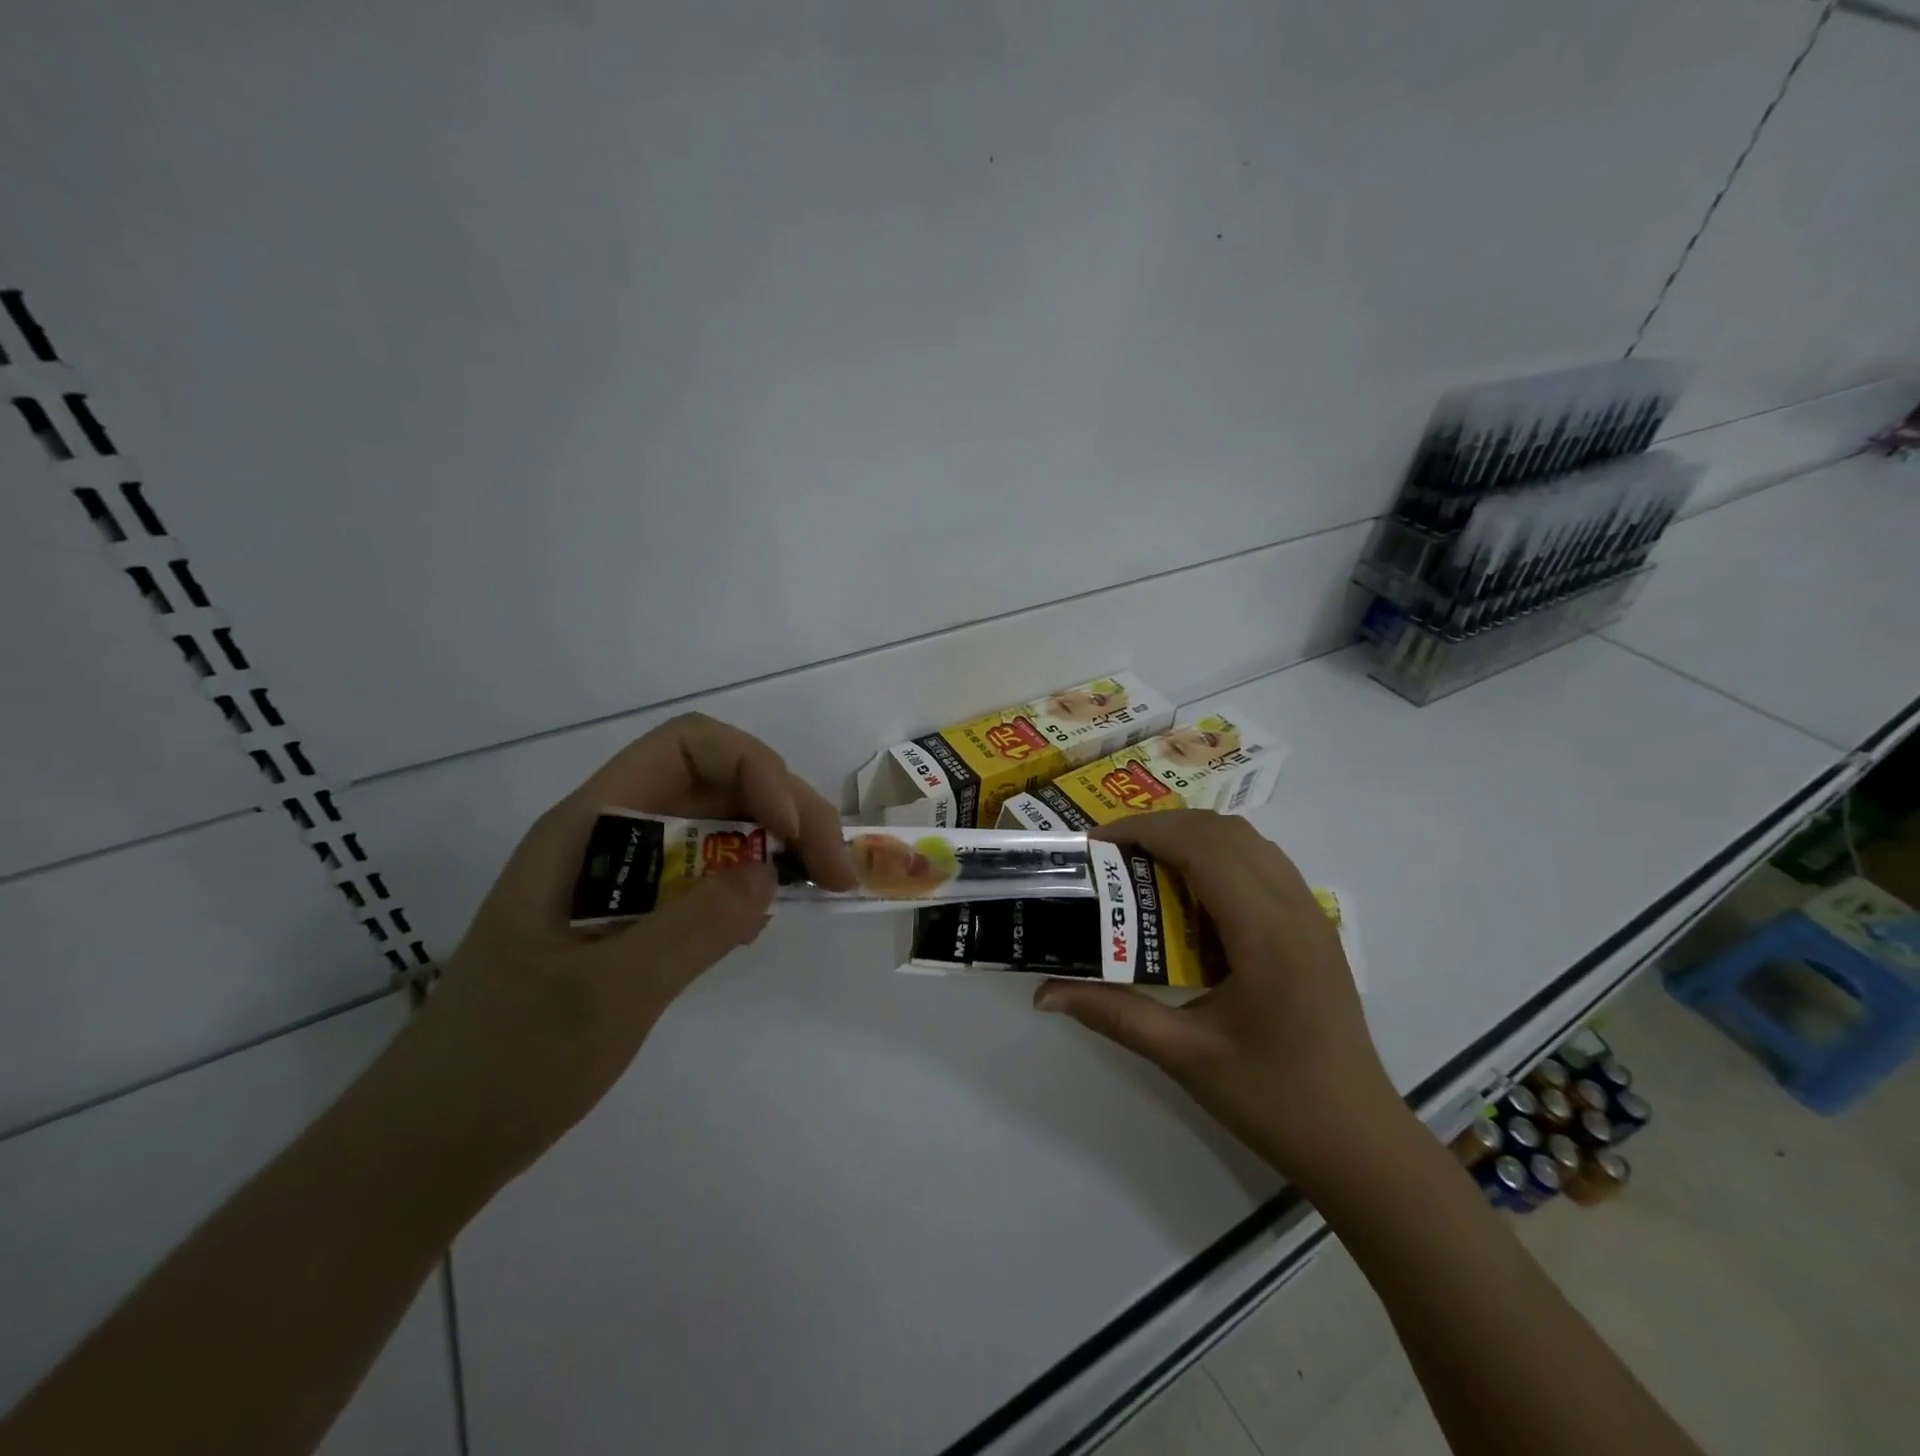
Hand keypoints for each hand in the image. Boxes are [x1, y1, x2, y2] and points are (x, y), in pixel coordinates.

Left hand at [380, 713, 853, 1185]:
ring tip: (821, 885)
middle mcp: (609, 835)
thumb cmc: (507, 1062)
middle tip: (835, 870)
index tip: (791, 833)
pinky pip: (706, 874)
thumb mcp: (608, 994)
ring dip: (777, 841)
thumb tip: (770, 870)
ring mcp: (621, 876)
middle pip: (717, 781)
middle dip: (786, 808)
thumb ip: (694, 924)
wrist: (433, 1142)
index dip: (753, 769)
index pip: (687, 747)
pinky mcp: (632, 917)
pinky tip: (767, 917)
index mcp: (589, 826)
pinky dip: (749, 881)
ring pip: (717, 825)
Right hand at [1034, 811, 1402, 1187]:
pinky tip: (1192, 898)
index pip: (1201, 847)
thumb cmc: (1273, 1099)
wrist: (1358, 1141)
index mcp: (1264, 933)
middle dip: (1162, 828)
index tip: (1095, 843)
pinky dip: (1220, 857)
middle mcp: (1294, 907)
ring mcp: (1311, 914)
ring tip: (1145, 866)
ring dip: (1193, 838)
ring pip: (1249, 841)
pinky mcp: (1315, 928)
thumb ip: (1113, 1013)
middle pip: (1224, 831)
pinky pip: (1264, 864)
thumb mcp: (1185, 1056)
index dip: (1145, 831)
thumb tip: (1044, 994)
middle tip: (1112, 854)